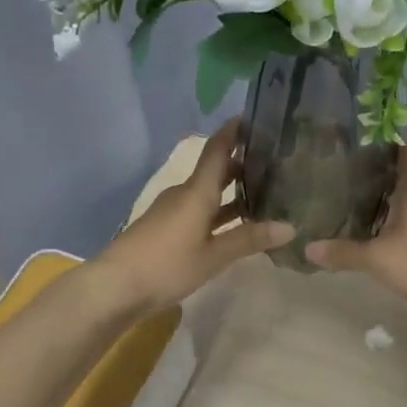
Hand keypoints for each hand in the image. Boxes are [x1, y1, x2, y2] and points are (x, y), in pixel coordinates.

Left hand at [92, 121, 294, 312]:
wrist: (115, 287)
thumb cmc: (167, 265)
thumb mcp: (213, 256)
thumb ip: (249, 239)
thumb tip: (290, 227)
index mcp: (196, 192)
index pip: (217, 150)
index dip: (234, 132)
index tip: (255, 118)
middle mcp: (185, 194)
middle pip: (215, 171)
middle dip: (242, 164)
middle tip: (275, 163)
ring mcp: (173, 211)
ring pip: (208, 193)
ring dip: (233, 192)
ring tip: (265, 193)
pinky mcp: (167, 229)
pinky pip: (200, 211)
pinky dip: (220, 211)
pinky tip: (237, 225)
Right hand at [305, 146, 406, 317]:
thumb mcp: (377, 258)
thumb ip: (342, 252)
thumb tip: (306, 248)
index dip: (386, 143)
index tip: (357, 146)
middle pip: (402, 173)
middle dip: (375, 172)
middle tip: (341, 174)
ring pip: (405, 197)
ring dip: (382, 197)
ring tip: (348, 199)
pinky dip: (390, 219)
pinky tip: (370, 231)